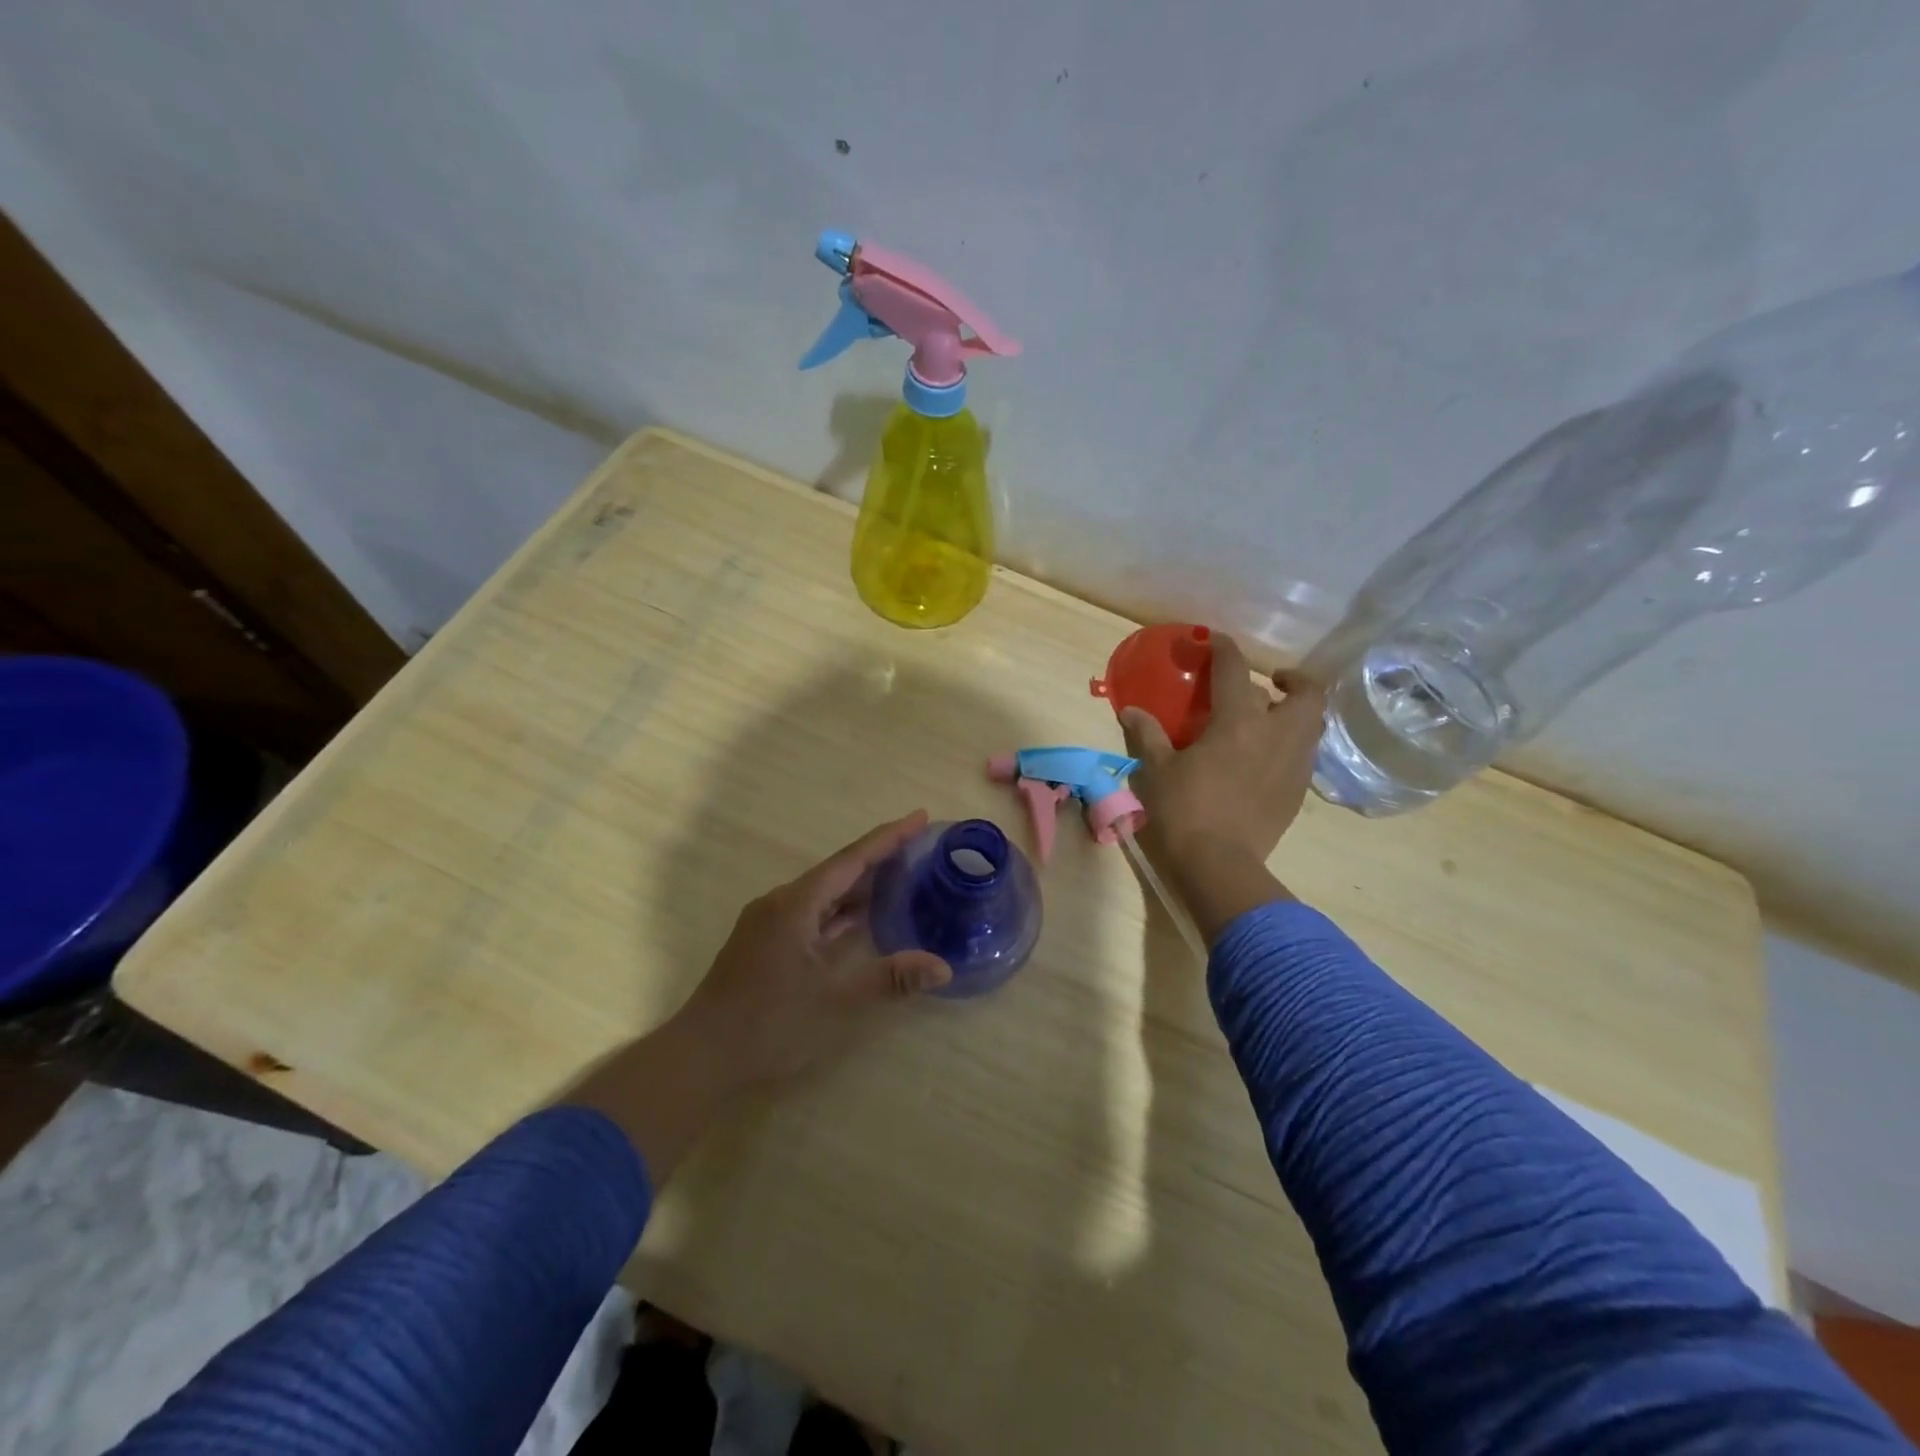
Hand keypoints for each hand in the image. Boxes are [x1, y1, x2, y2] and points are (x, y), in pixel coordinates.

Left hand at [568, 812, 949, 1182]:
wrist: (700, 1057)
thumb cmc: (769, 1023)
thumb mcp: (835, 1001)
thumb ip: (889, 979)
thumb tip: (942, 967)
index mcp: (796, 904)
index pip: (852, 859)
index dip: (889, 838)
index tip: (920, 816)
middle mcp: (781, 903)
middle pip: (838, 871)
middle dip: (879, 858)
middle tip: (921, 846)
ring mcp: (770, 923)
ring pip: (824, 894)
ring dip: (860, 885)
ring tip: (901, 876)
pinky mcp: (766, 943)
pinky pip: (812, 913)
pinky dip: (841, 911)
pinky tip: (862, 918)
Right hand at [1121, 634, 1327, 942]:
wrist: (1219, 865)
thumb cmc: (1183, 811)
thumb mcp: (1156, 771)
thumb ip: (1147, 735)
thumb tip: (1132, 711)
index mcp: (1238, 723)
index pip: (1235, 671)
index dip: (1225, 649)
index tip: (1216, 641)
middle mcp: (1276, 735)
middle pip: (1306, 694)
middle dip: (1293, 680)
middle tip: (1271, 683)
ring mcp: (1293, 765)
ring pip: (1312, 724)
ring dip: (1296, 713)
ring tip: (1271, 719)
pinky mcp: (1298, 792)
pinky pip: (1304, 755)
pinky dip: (1291, 744)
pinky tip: (1266, 758)